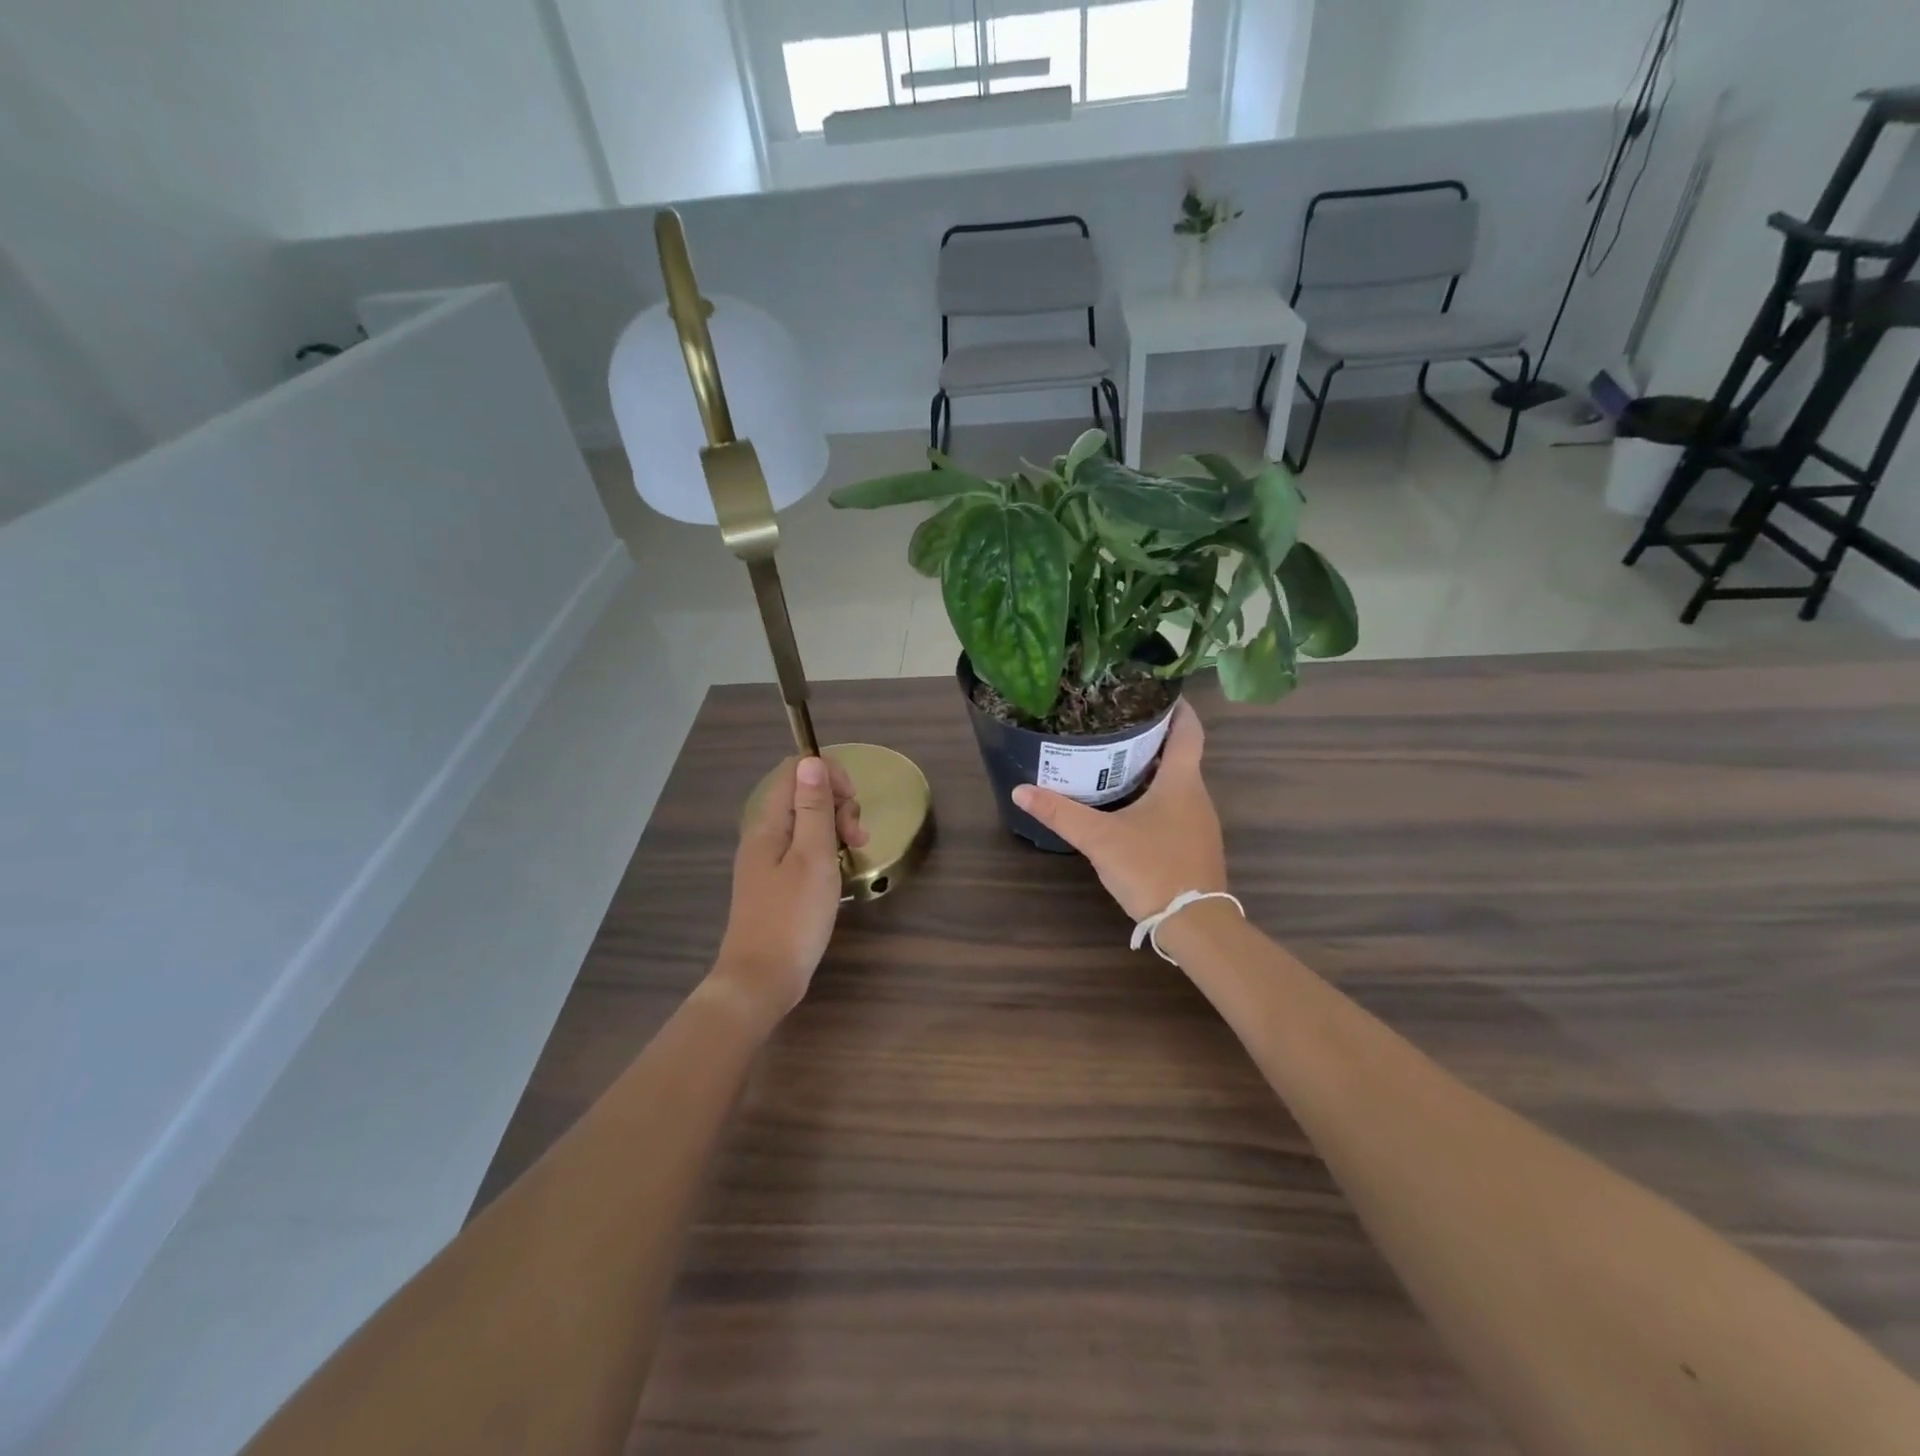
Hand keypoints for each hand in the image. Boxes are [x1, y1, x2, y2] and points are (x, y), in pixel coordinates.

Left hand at [712, 756, 865, 1021]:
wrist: (761, 979)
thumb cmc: (793, 917)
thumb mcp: (813, 857)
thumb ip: (814, 808)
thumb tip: (811, 760)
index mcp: (769, 823)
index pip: (795, 771)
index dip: (828, 774)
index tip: (853, 802)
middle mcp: (764, 834)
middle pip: (802, 795)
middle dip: (837, 803)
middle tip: (857, 837)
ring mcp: (768, 859)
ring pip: (806, 822)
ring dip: (835, 827)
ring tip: (856, 851)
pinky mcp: (776, 881)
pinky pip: (803, 847)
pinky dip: (826, 849)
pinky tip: (840, 868)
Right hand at [1012, 701, 1225, 921]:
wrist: (1194, 924)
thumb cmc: (1152, 868)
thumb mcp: (1100, 839)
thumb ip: (1061, 814)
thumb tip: (1021, 790)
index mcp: (1181, 782)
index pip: (1189, 731)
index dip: (1178, 707)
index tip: (1157, 691)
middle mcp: (1197, 795)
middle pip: (1181, 754)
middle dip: (1153, 736)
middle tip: (1117, 723)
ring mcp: (1199, 822)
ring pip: (1178, 782)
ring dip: (1154, 768)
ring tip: (1116, 759)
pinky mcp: (1194, 845)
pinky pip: (1177, 806)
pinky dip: (1156, 795)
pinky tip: (1129, 805)